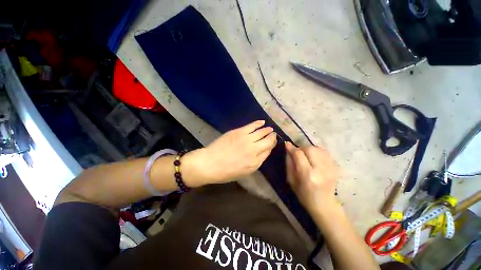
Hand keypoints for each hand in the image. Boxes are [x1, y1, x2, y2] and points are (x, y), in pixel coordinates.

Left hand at [184, 120, 276, 185]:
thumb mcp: (244, 172)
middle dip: (272, 137)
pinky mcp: (239, 132)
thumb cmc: (226, 172)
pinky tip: (262, 122)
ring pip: (262, 132)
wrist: (210, 163)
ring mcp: (247, 139)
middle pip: (268, 141)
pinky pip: (252, 126)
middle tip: (273, 134)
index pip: (268, 151)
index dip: (272, 146)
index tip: (273, 142)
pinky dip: (258, 123)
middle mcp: (254, 150)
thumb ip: (256, 162)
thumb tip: (263, 152)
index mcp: (256, 163)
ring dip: (267, 130)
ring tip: (270, 129)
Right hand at [285, 142, 339, 213]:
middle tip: (298, 153)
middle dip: (301, 148)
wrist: (325, 205)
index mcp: (308, 175)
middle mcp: (321, 170)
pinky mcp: (336, 167)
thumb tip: (288, 150)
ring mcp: (331, 168)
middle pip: (310, 149)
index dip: (292, 148)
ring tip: (306, 155)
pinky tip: (314, 158)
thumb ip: (289, 164)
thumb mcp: (291, 181)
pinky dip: (317, 152)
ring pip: (318, 149)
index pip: (299, 155)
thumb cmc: (304, 195)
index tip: (287, 144)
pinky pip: (325, 153)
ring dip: (309, 149)